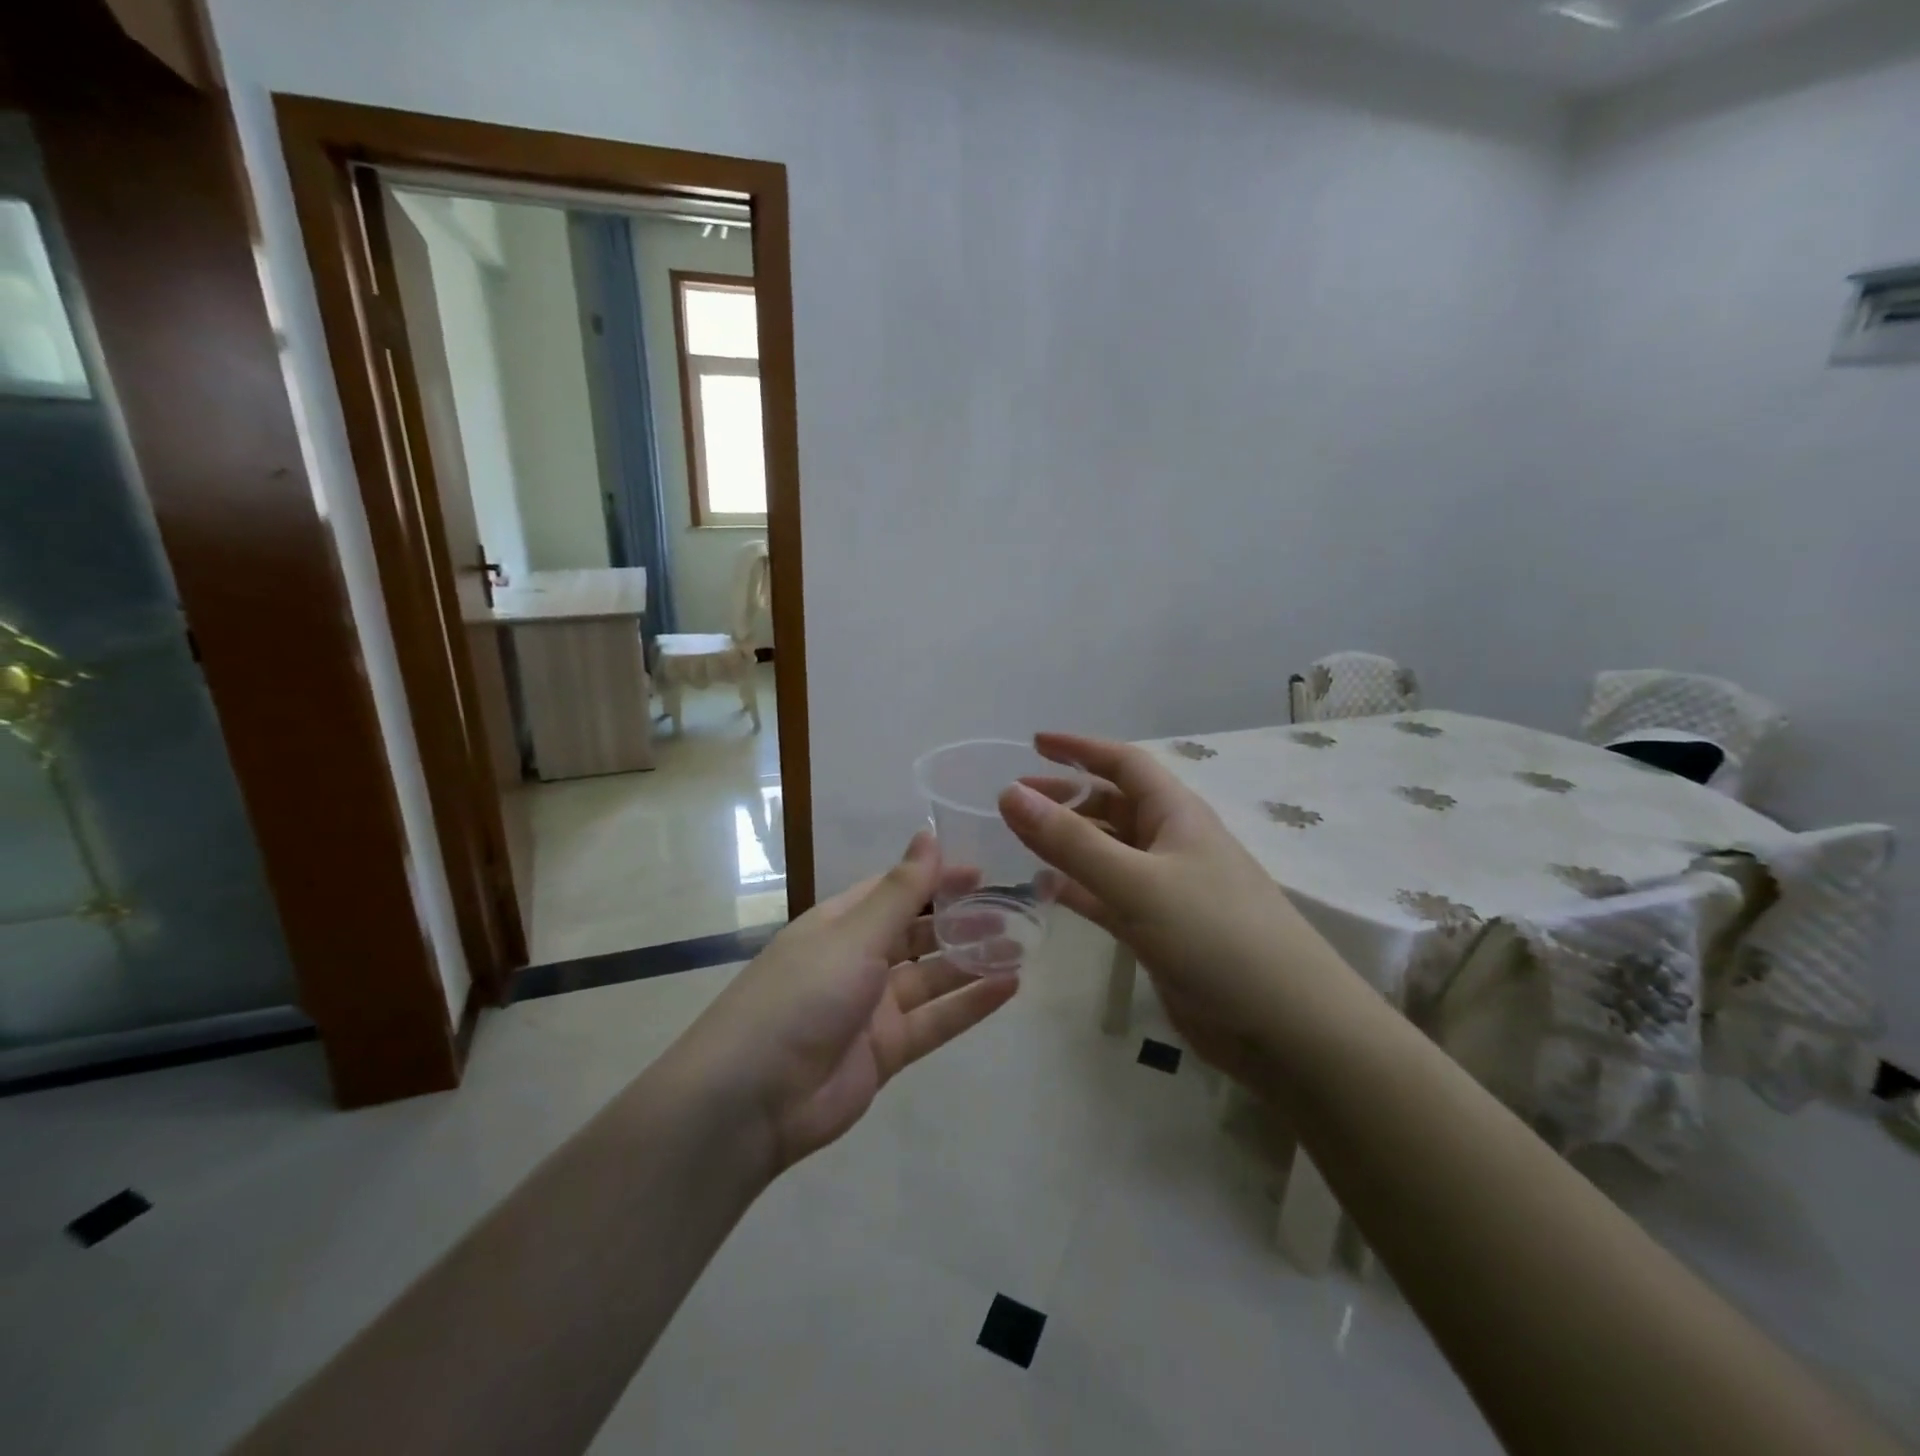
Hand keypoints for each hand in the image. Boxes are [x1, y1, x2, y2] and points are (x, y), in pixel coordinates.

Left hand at [675, 831, 1018, 1173]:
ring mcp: (873, 1008)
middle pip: (918, 933)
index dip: (937, 879)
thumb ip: (901, 891)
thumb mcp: (854, 935)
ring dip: (973, 961)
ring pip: (933, 977)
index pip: (896, 891)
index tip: (983, 872)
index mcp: (841, 923)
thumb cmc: (802, 996)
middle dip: (961, 921)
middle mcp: (858, 960)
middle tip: (1013, 910)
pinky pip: (937, 1020)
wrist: (752, 1099)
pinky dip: (971, 1004)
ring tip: (1022, 945)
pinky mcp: (887, 1050)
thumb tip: (929, 834)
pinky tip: (1010, 987)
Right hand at [1001, 733, 1363, 1089]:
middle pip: (1112, 807)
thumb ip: (1071, 841)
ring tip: (1019, 841)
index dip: (1080, 749)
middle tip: (1013, 800)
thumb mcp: (1138, 882)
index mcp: (1177, 815)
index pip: (1124, 763)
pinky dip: (1078, 890)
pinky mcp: (1160, 932)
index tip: (1034, 743)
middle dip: (1066, 798)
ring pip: (1107, 854)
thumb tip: (1009, 793)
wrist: (1287, 1028)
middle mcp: (1172, 844)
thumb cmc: (1216, 937)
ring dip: (1068, 844)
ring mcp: (1167, 891)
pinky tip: (1046, 891)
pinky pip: (1109, 898)